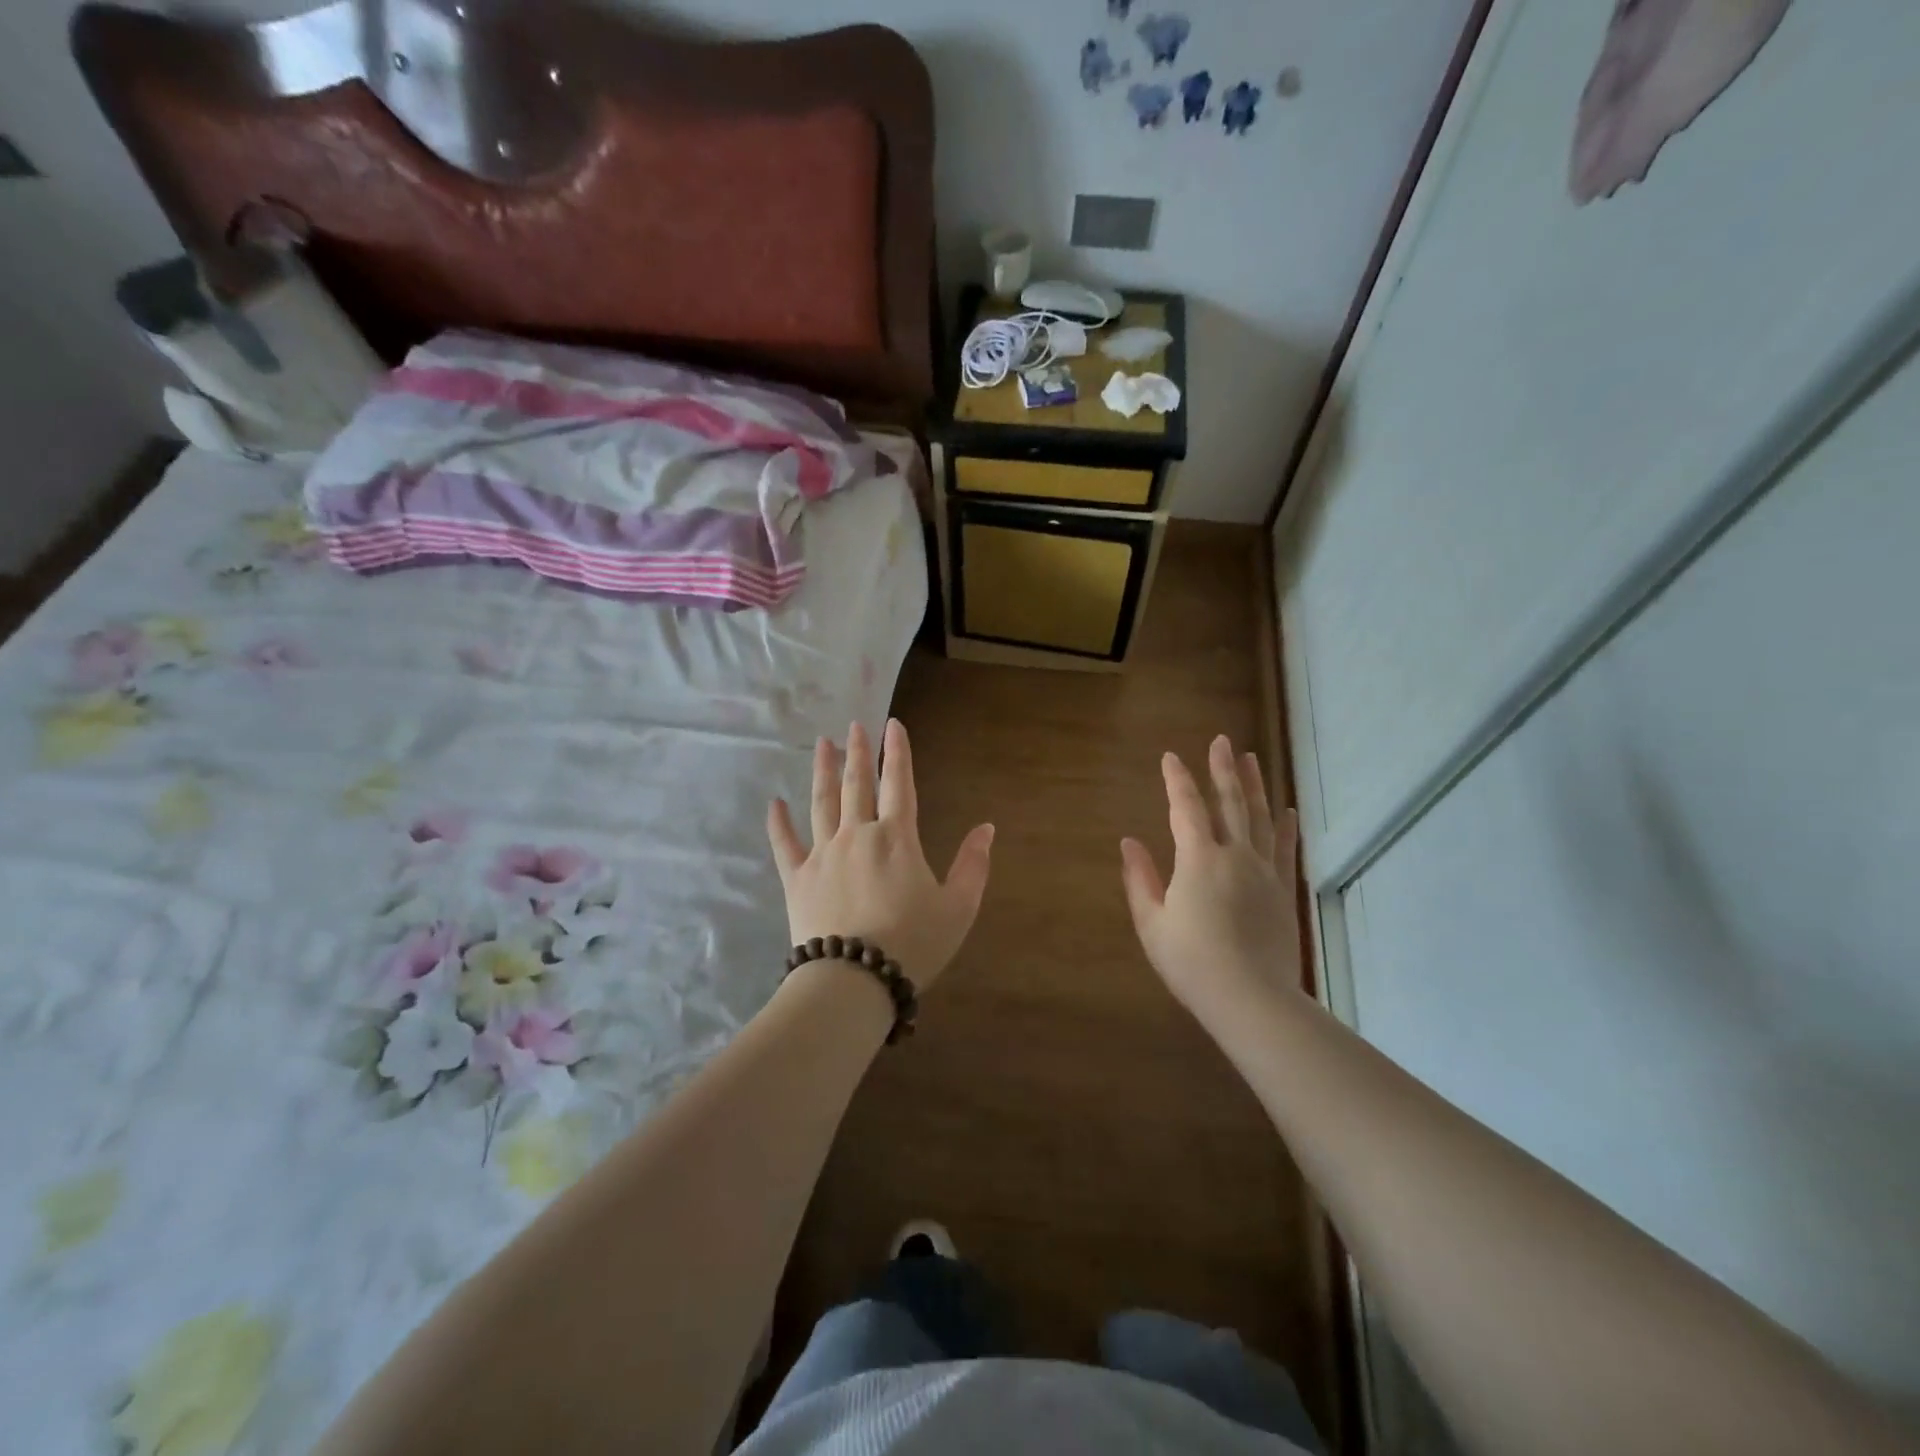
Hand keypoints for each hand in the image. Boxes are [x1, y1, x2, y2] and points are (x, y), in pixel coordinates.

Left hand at [768, 719, 994, 992]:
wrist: (854, 981)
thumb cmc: (913, 944)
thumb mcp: (958, 907)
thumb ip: (973, 865)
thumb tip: (987, 828)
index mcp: (896, 837)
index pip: (899, 782)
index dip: (897, 751)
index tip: (892, 724)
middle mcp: (857, 834)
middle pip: (856, 784)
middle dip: (857, 752)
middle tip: (854, 726)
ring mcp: (823, 854)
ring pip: (821, 802)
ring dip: (822, 770)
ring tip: (822, 744)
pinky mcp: (797, 879)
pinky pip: (784, 843)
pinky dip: (779, 822)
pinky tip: (775, 802)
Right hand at [1120, 735, 1301, 1024]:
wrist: (1252, 999)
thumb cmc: (1192, 962)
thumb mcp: (1152, 924)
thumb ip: (1139, 879)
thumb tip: (1129, 843)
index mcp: (1198, 860)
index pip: (1187, 808)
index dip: (1177, 780)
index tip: (1171, 757)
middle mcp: (1235, 855)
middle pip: (1231, 802)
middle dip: (1223, 769)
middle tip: (1222, 741)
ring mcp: (1264, 871)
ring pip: (1261, 817)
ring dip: (1256, 785)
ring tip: (1252, 758)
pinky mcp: (1283, 890)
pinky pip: (1285, 848)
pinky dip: (1286, 825)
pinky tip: (1287, 809)